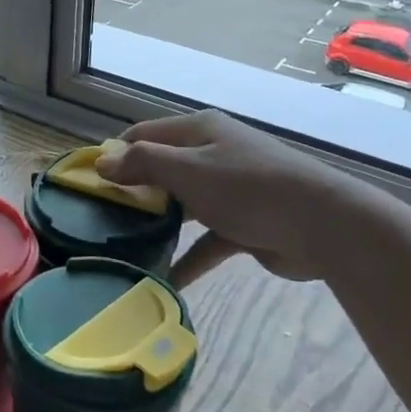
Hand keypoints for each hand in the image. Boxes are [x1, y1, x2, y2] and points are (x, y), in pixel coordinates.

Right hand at [97, 110, 362, 280]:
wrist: (322, 224)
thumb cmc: (248, 187)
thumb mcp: (188, 170)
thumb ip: (143, 164)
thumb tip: (102, 161)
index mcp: (199, 131)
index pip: (143, 135)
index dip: (115, 154)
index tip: (88, 183)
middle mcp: (212, 154)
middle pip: (162, 170)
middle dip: (133, 193)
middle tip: (100, 220)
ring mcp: (229, 191)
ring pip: (182, 206)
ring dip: (158, 226)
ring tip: (125, 248)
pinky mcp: (243, 225)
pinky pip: (205, 241)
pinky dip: (187, 258)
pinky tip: (165, 280)